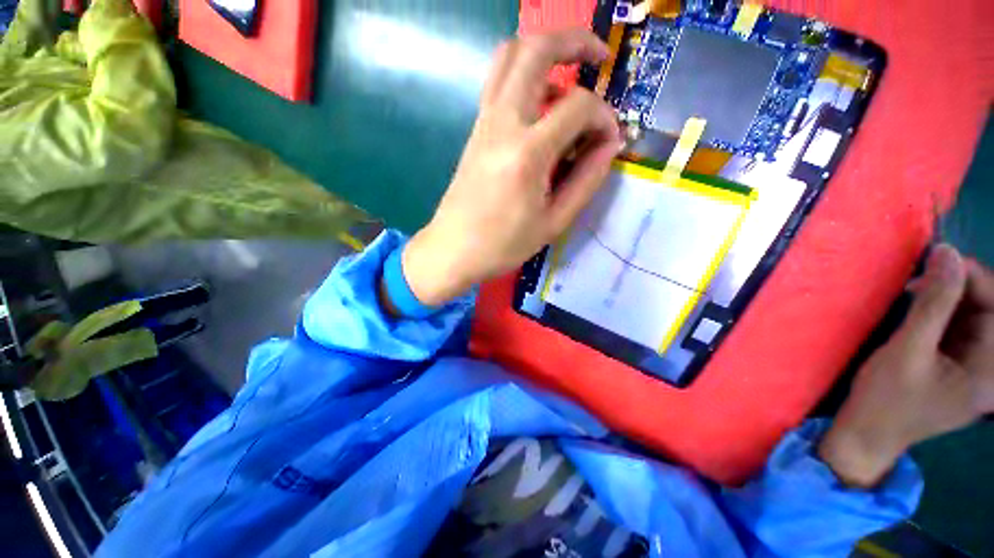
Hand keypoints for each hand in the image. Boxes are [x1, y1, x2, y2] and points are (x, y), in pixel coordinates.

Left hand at [401, 30, 623, 305]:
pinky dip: (525, 75)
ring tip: (569, 77)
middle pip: (536, 49)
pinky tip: (541, 105)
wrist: (453, 250)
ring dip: (545, 52)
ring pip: (510, 56)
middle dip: (575, 41)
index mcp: (527, 153)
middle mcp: (503, 124)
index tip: (609, 139)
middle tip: (599, 58)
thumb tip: (610, 144)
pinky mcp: (475, 130)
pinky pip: (499, 82)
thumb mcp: (553, 222)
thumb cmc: (503, 245)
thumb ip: (586, 180)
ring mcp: (483, 122)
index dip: (604, 116)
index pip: (579, 106)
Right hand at [819, 245, 993, 487]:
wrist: (867, 432)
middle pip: (988, 310)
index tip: (941, 258)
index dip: (975, 278)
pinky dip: (940, 310)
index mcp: (991, 371)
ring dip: (947, 297)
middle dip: (959, 286)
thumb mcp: (908, 350)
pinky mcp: (958, 363)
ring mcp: (975, 366)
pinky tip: (919, 306)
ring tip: (916, 291)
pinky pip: (959, 326)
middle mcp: (991, 367)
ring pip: (973, 315)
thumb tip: (947, 253)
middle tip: (924, 274)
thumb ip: (933, 304)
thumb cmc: (887, 399)